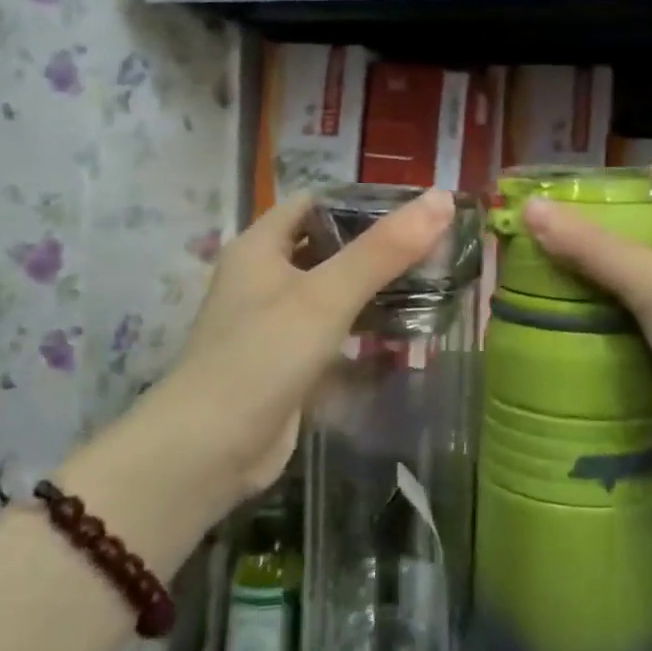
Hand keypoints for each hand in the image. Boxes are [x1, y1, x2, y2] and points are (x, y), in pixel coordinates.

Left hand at [123, 189, 456, 514]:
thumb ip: (384, 250)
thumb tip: (441, 198)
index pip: (315, 203)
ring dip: (373, 288)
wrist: (209, 452)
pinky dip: (362, 328)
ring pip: (331, 292)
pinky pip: (331, 332)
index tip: (415, 209)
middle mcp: (263, 278)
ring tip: (430, 284)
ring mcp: (274, 324)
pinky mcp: (287, 363)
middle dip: (376, 247)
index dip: (361, 201)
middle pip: (327, 247)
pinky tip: (402, 332)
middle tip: (434, 247)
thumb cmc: (263, 357)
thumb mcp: (326, 296)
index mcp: (260, 247)